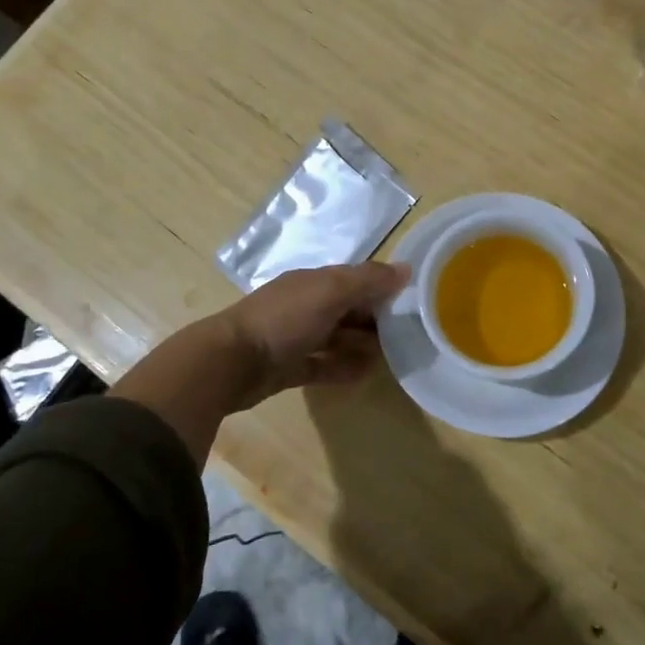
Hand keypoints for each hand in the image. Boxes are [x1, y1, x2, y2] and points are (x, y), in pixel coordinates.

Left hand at [217, 262, 410, 406]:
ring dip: (362, 344)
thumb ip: (368, 280)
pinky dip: (343, 368)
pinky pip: (323, 365)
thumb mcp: (330, 292)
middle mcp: (304, 306)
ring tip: (392, 355)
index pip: (354, 279)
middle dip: (375, 317)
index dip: (381, 286)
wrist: (231, 362)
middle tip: (408, 332)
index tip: (413, 300)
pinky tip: (366, 374)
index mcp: (312, 282)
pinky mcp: (289, 368)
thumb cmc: (284, 320)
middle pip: (347, 308)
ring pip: (336, 337)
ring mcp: (295, 338)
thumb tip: (406, 269)